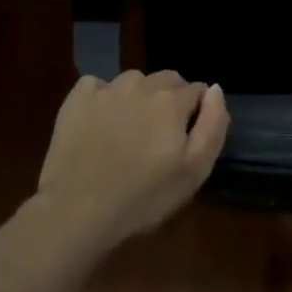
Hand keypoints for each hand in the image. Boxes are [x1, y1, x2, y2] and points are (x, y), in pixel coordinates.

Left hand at [34, 70, 228, 250]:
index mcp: (171, 100)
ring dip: (138, 97)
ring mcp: (105, 88)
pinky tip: (99, 123)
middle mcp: (140, 84)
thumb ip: (213, 125)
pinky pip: (97, 85)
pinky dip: (103, 97)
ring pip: (134, 81)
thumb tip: (215, 90)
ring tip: (128, 131)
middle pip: (167, 80)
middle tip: (159, 136)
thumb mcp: (195, 171)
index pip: (198, 90)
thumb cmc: (143, 198)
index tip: (185, 139)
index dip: (196, 113)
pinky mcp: (76, 98)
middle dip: (170, 100)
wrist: (77, 211)